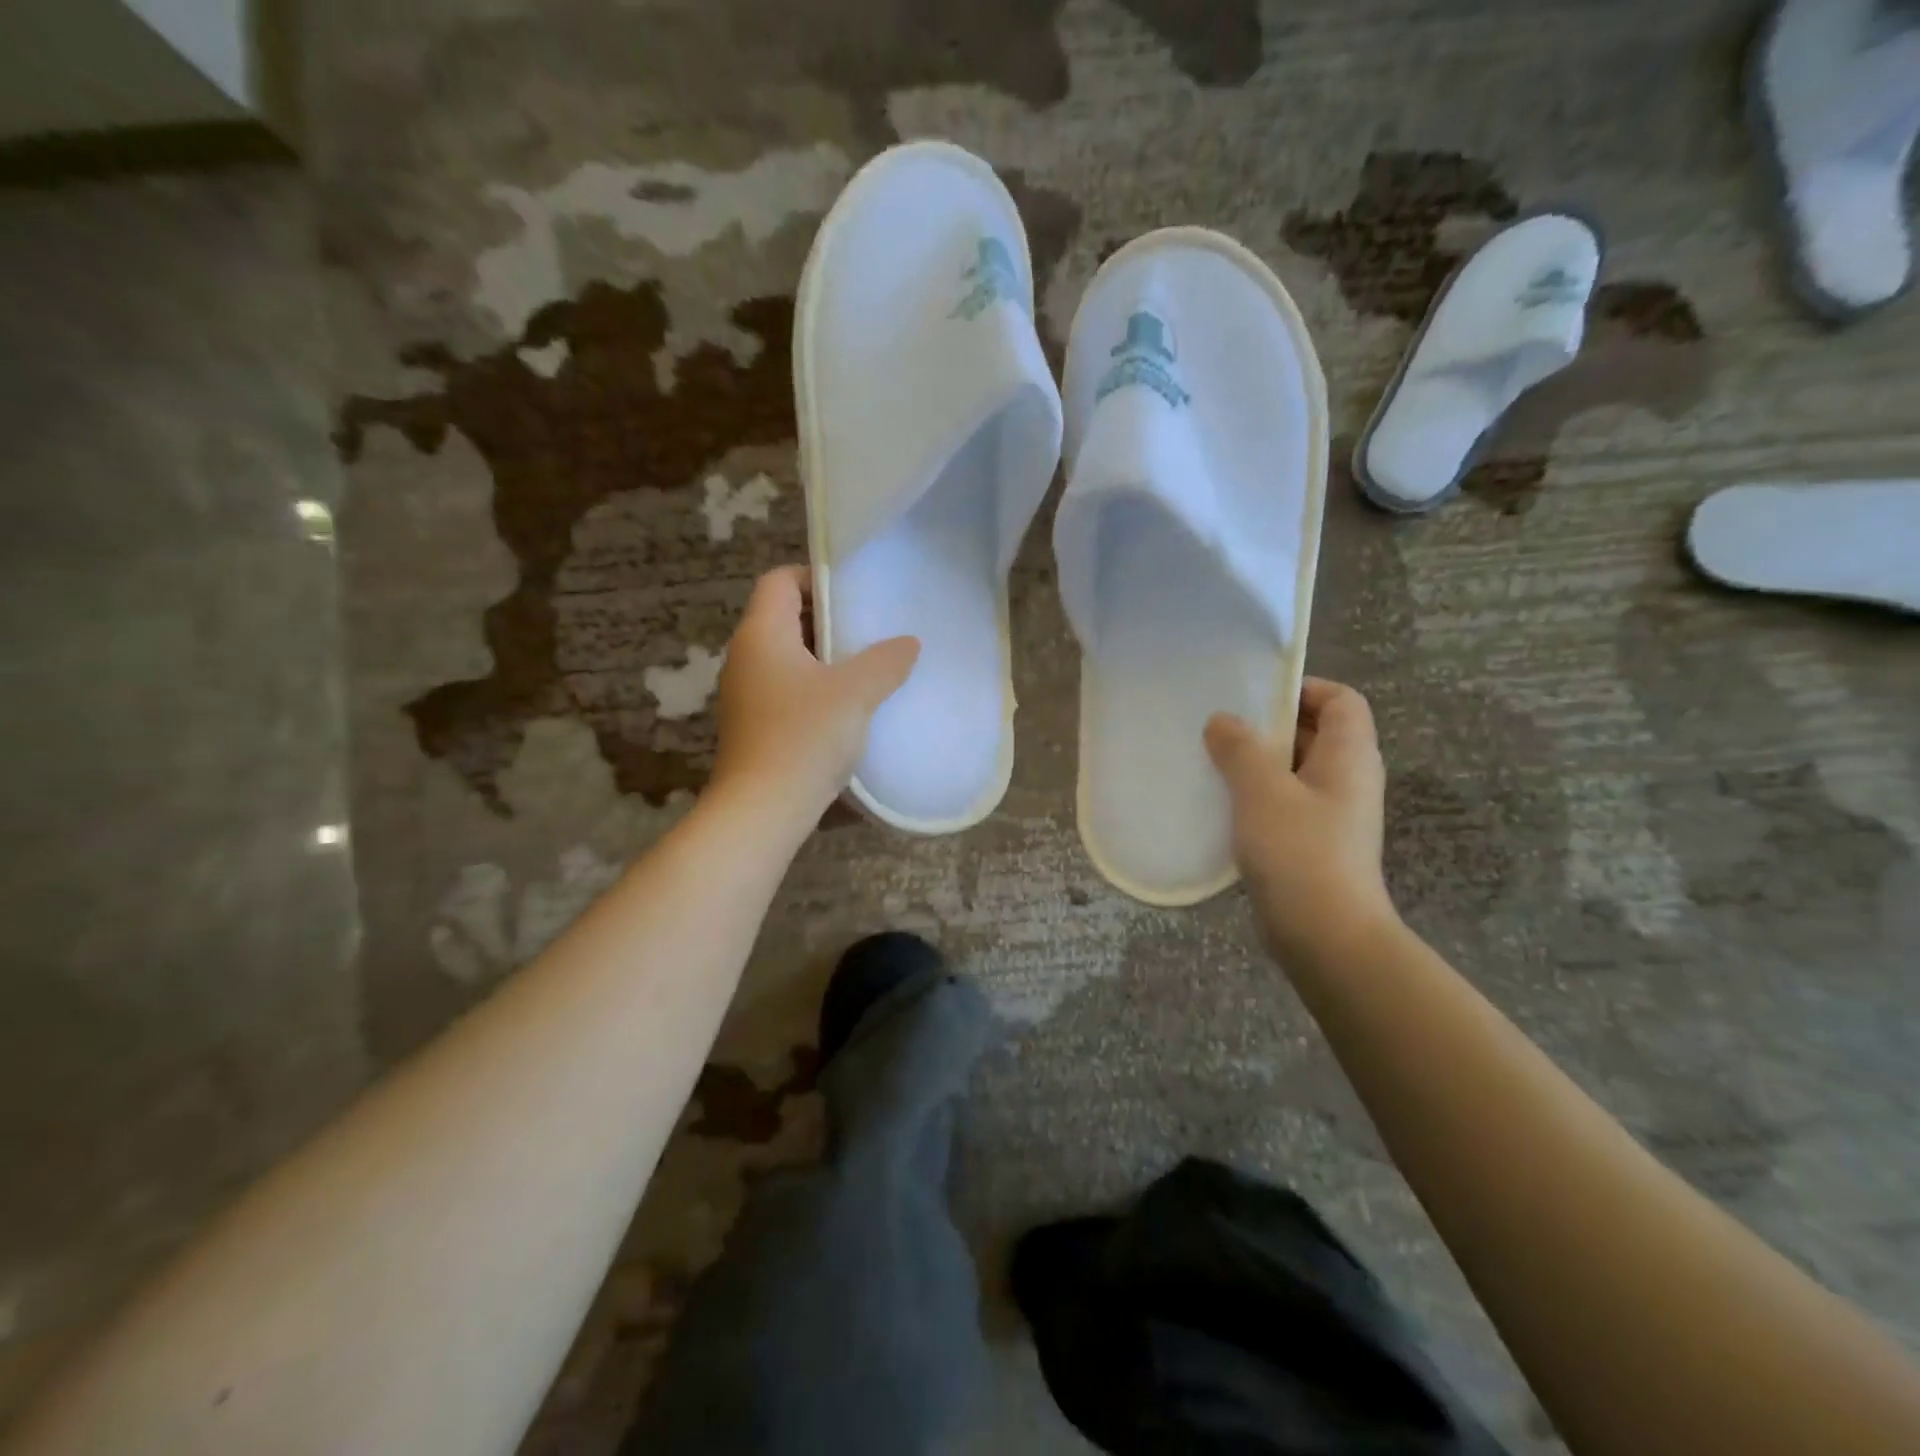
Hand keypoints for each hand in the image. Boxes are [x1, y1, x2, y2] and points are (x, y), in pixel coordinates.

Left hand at [711, 566, 919, 818]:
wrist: (762, 809)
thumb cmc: (805, 737)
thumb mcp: (856, 692)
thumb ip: (886, 661)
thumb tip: (908, 644)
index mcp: (761, 634)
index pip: (780, 579)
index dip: (815, 577)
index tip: (854, 595)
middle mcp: (745, 656)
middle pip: (783, 617)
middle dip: (827, 620)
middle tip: (869, 632)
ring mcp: (744, 693)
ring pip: (786, 657)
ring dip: (823, 658)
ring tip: (865, 669)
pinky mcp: (752, 724)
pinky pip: (785, 689)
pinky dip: (813, 688)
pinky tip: (846, 708)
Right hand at [1205, 677, 1398, 968]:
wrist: (1325, 935)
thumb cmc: (1298, 851)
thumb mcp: (1262, 790)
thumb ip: (1240, 748)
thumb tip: (1223, 721)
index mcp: (1349, 756)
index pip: (1341, 700)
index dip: (1304, 688)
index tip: (1256, 695)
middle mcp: (1348, 780)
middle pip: (1316, 733)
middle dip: (1270, 726)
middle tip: (1221, 728)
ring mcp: (1333, 815)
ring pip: (1295, 772)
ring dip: (1258, 764)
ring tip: (1213, 763)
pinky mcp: (1315, 844)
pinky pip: (1286, 804)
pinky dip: (1258, 797)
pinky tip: (1223, 806)